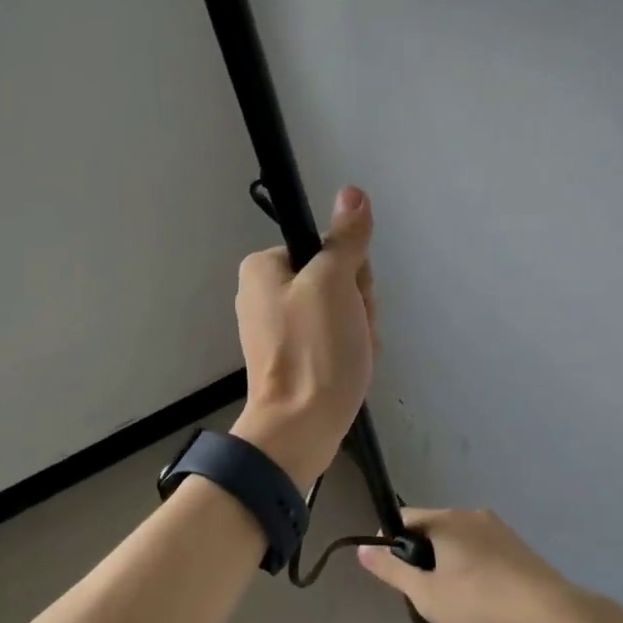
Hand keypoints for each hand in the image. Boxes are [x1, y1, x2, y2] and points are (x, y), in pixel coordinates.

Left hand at [230, 186, 377, 487]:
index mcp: (263, 268)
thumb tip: (352, 193)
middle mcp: (265, 294)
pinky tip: (351, 369)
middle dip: (356, 304)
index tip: (352, 296)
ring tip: (353, 353)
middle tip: (352, 330)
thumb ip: (345, 239)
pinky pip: (332, 339)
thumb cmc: (314, 350)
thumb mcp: (333, 283)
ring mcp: (279, 329)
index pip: (325, 249)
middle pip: (334, 279)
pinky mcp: (293, 358)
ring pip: (340, 311)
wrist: (301, 429)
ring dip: (359, 329)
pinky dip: (349, 350)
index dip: (350, 271)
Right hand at [356, 507, 578, 622]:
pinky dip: (478, 592)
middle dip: (428, 576)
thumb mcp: (427, 594)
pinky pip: (486, 568)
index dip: (391, 544)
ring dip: (454, 590)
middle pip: (435, 541)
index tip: (391, 575)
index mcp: (446, 520)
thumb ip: (392, 572)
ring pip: (462, 560)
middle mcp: (472, 518)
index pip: (405, 519)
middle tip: (428, 608)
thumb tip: (363, 549)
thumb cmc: (480, 602)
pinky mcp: (521, 555)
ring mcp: (500, 535)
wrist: (553, 615)